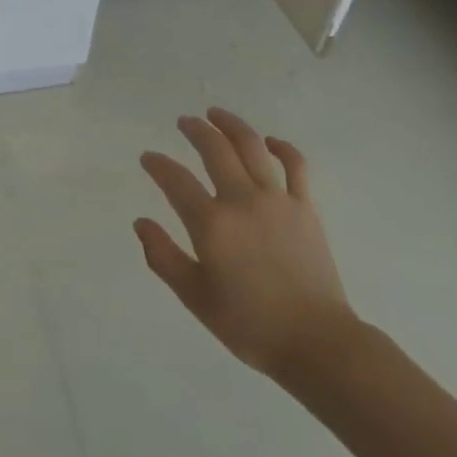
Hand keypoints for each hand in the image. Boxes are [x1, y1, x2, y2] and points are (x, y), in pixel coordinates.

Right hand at [136, 108, 356, 379]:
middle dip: (195, 130)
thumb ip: (164, 257)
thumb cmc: (249, 325)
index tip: (148, 157)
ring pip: (251, 146)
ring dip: (231, 124)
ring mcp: (277, 198)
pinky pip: (294, 165)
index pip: (176, 180)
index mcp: (212, 224)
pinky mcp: (305, 206)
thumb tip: (141, 222)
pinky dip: (281, 147)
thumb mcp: (196, 298)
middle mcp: (242, 200)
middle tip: (184, 121)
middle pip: (215, 149)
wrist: (315, 342)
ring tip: (216, 114)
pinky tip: (269, 141)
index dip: (158, 164)